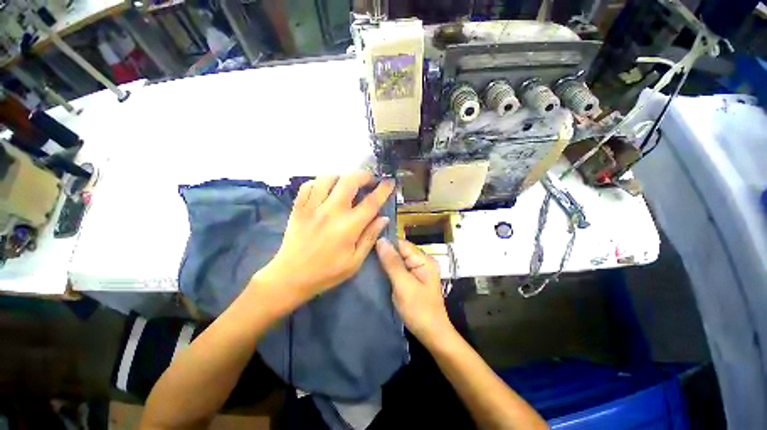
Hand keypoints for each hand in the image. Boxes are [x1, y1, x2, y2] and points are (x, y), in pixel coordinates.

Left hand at [257, 172, 393, 304]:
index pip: (371, 202)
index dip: (383, 189)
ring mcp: (312, 207)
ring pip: (328, 178)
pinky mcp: (298, 207)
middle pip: (349, 181)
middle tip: (369, 181)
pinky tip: (326, 189)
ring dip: (342, 177)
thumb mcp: (355, 261)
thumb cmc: (327, 272)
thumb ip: (370, 237)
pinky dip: (320, 182)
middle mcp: (331, 211)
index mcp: (348, 227)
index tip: (390, 181)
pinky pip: (309, 185)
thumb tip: (384, 218)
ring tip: (347, 185)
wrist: (290, 277)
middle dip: (364, 176)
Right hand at [376, 238, 453, 343]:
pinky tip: (378, 271)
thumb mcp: (403, 285)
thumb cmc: (419, 310)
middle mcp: (422, 261)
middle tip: (365, 256)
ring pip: (398, 260)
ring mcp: (418, 271)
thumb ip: (392, 262)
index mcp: (424, 260)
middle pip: (400, 251)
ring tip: (368, 262)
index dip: (385, 243)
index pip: (401, 244)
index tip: (367, 245)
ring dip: (386, 262)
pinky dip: (389, 270)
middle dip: (384, 253)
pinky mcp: (414, 279)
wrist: (432, 335)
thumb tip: (381, 240)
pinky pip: (399, 269)